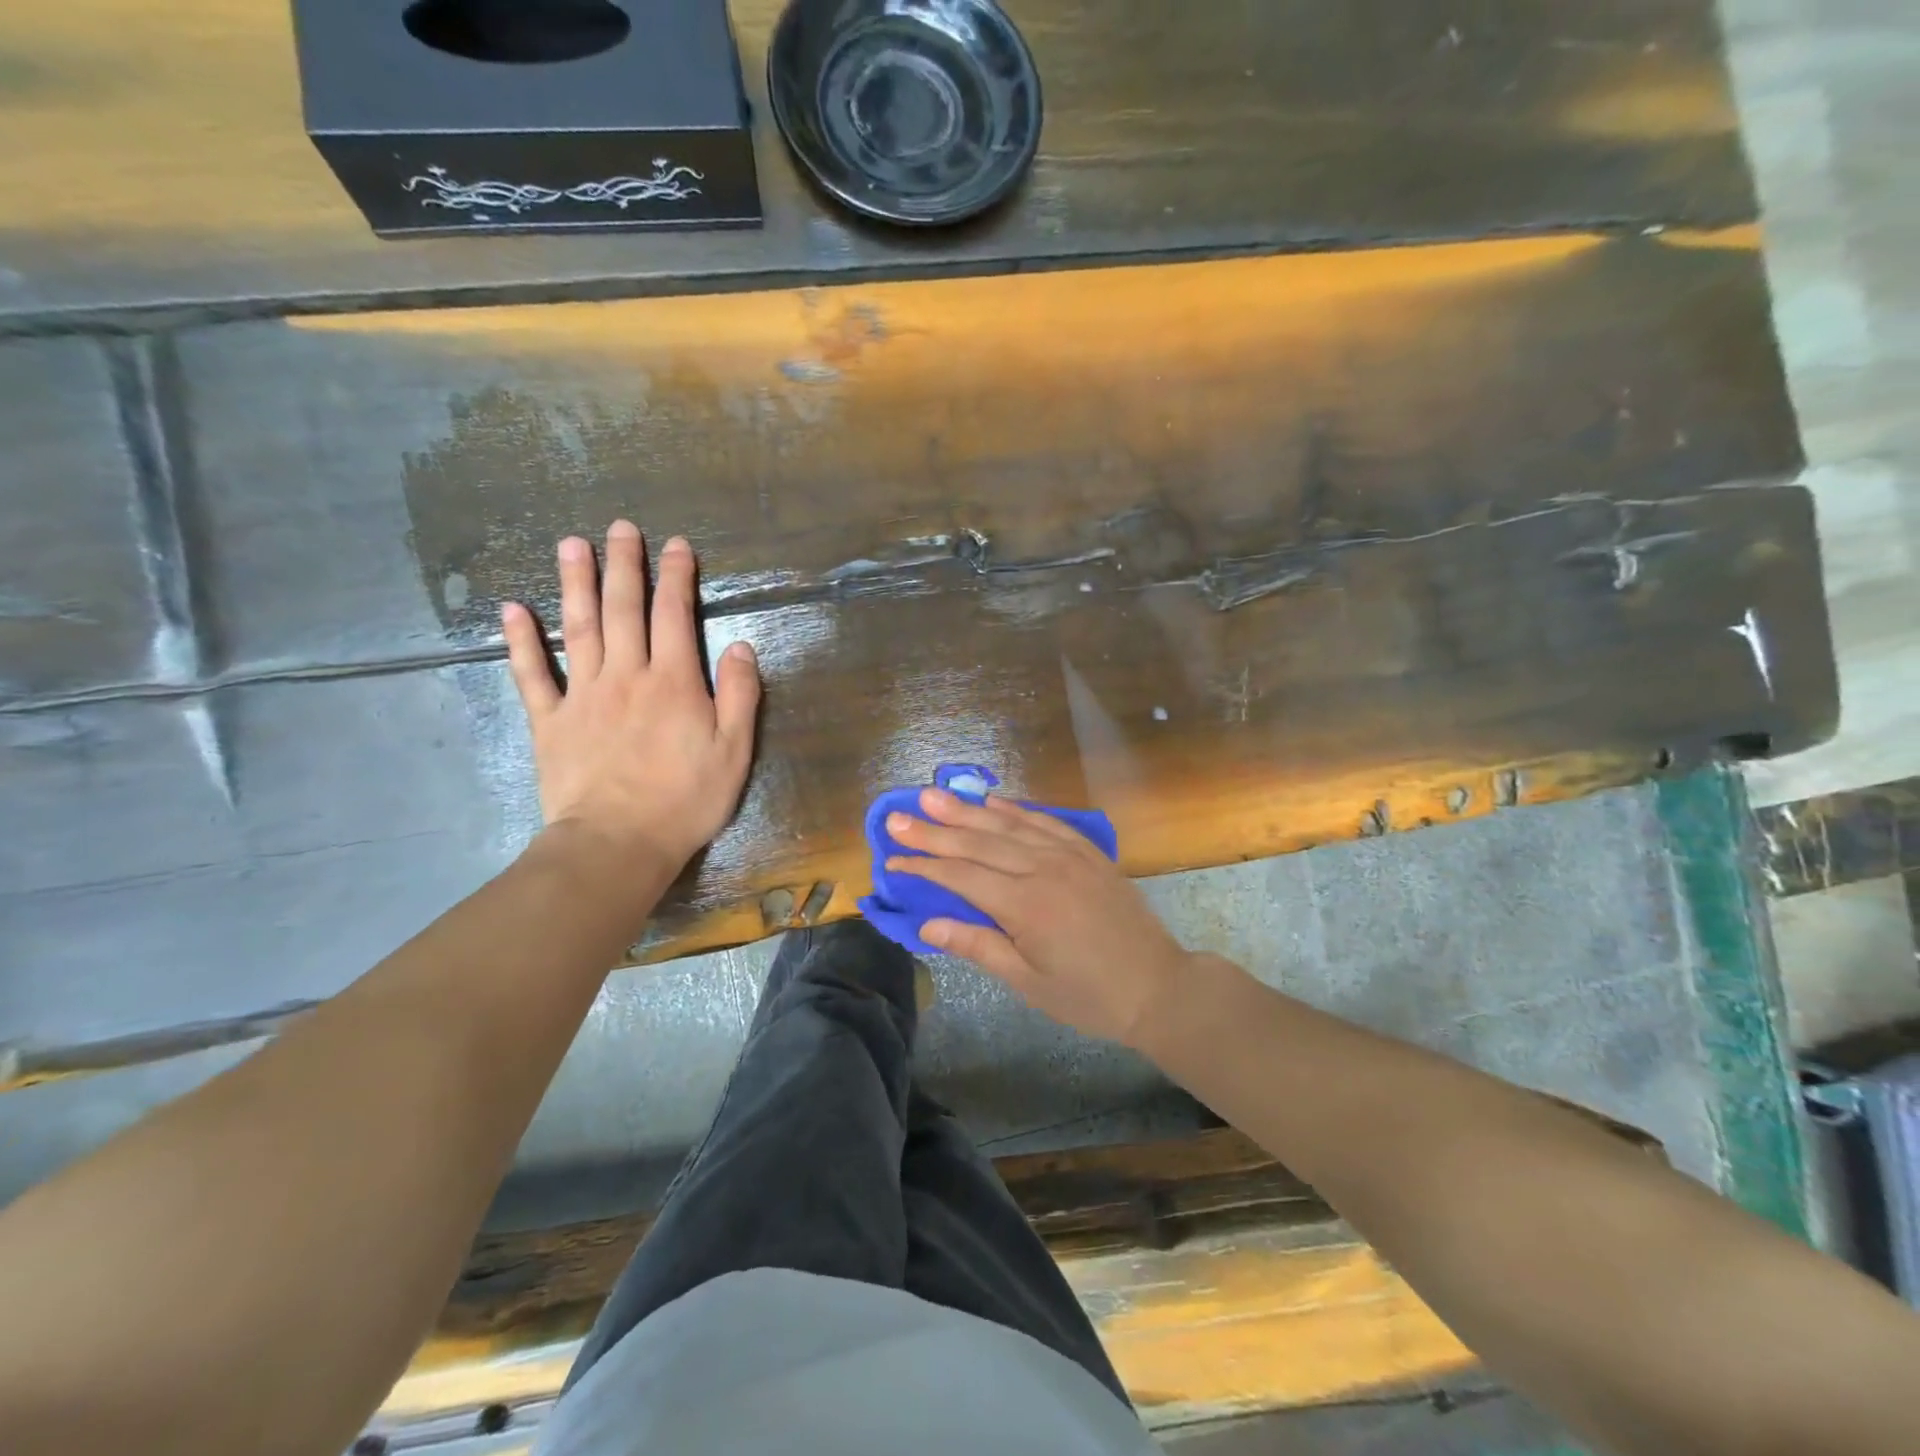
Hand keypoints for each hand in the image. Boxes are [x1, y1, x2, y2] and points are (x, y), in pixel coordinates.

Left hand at [502, 521, 759, 876]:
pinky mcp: (550, 721)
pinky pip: (532, 674)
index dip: (676, 577)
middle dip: (625, 565)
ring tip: (571, 545)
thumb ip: (740, 695)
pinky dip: (520, 641)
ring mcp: (583, 695)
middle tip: (621, 527)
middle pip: (623, 609)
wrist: (617, 843)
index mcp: (674, 682)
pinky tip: (512, 610)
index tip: (676, 544)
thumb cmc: (685, 800)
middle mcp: (626, 675)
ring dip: (575, 583)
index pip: (675, 615)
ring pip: (578, 628)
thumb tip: (742, 646)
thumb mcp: (734, 751)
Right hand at [886, 789, 1193, 1046]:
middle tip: (897, 816)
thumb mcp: (1028, 983)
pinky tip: (992, 802)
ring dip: (967, 810)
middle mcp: (1043, 869)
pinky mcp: (1088, 852)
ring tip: (933, 796)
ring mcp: (1068, 855)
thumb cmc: (1088, 996)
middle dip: (934, 830)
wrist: (1158, 986)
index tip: (893, 858)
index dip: (924, 867)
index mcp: (1025, 905)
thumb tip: (927, 925)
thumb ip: (978, 947)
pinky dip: (1015, 810)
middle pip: (978, 843)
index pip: (961, 877)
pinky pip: (1044, 821)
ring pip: (1008, 825)